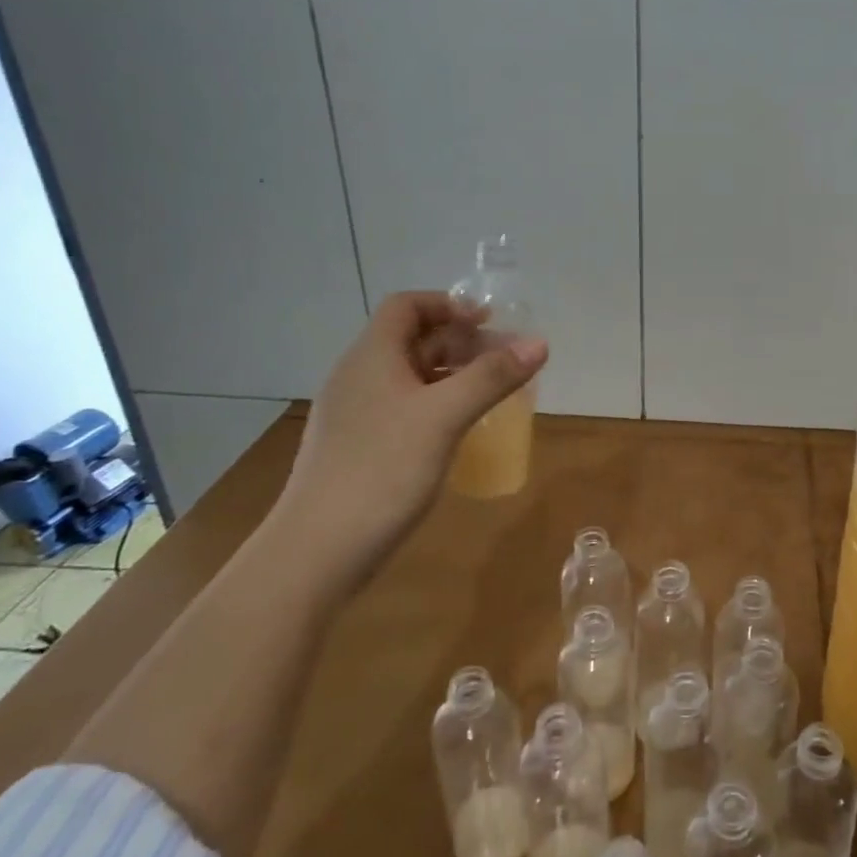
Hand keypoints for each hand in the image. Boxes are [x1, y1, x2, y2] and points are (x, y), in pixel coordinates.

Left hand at [267, 292, 546, 590]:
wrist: (317, 552)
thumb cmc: (382, 471)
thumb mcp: (444, 417)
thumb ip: (492, 377)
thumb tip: (540, 342)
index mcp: (372, 357)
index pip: (407, 306)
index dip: (449, 304)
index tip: (491, 323)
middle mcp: (360, 377)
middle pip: (413, 340)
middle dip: (463, 342)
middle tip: (507, 361)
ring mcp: (358, 414)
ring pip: (412, 376)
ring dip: (454, 374)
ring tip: (495, 391)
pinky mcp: (361, 447)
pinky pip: (406, 407)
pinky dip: (440, 404)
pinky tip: (463, 428)